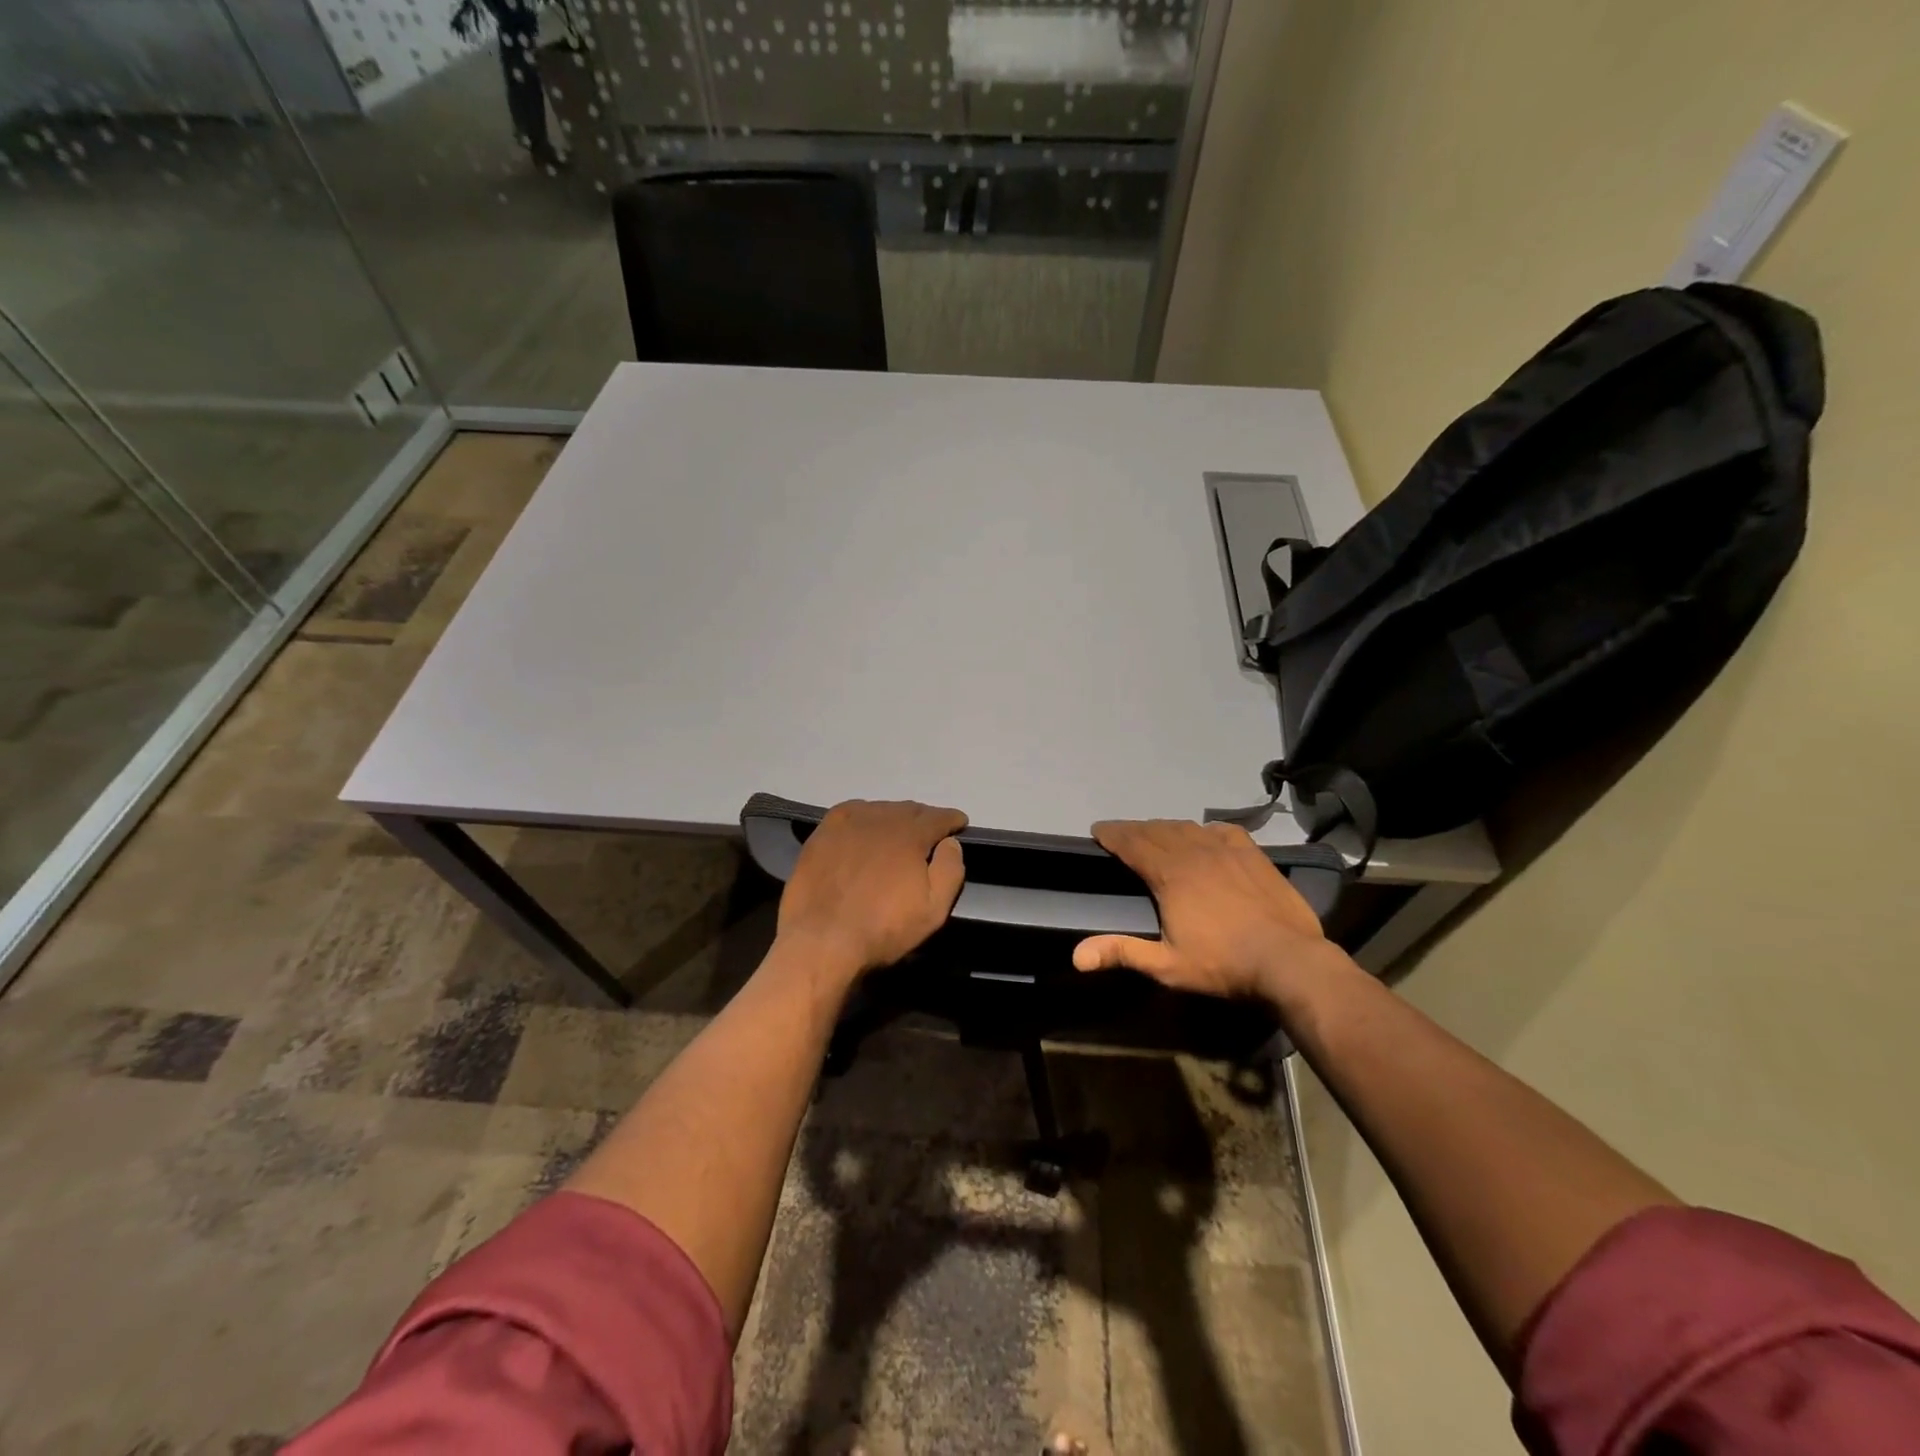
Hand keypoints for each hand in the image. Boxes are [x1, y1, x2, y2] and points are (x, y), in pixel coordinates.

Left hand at [776, 800, 967, 979]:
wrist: (822, 939)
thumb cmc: (883, 928)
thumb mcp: (933, 909)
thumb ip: (950, 870)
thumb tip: (951, 842)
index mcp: (910, 835)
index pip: (938, 817)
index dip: (952, 819)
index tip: (960, 823)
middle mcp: (881, 819)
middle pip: (909, 810)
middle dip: (925, 818)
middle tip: (931, 831)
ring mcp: (849, 823)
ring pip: (880, 809)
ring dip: (895, 816)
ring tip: (899, 830)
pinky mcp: (824, 832)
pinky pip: (851, 812)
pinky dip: (865, 814)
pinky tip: (864, 825)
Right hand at [1072, 819, 1344, 1005]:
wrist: (1289, 960)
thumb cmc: (1223, 964)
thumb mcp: (1168, 965)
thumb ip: (1122, 952)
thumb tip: (1076, 957)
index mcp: (1170, 875)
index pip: (1132, 844)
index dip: (1112, 835)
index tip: (1097, 830)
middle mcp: (1194, 853)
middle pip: (1156, 831)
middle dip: (1134, 829)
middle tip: (1120, 833)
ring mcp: (1226, 851)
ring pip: (1188, 828)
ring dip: (1165, 827)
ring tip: (1155, 832)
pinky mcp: (1252, 855)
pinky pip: (1223, 831)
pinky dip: (1206, 829)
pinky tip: (1205, 835)